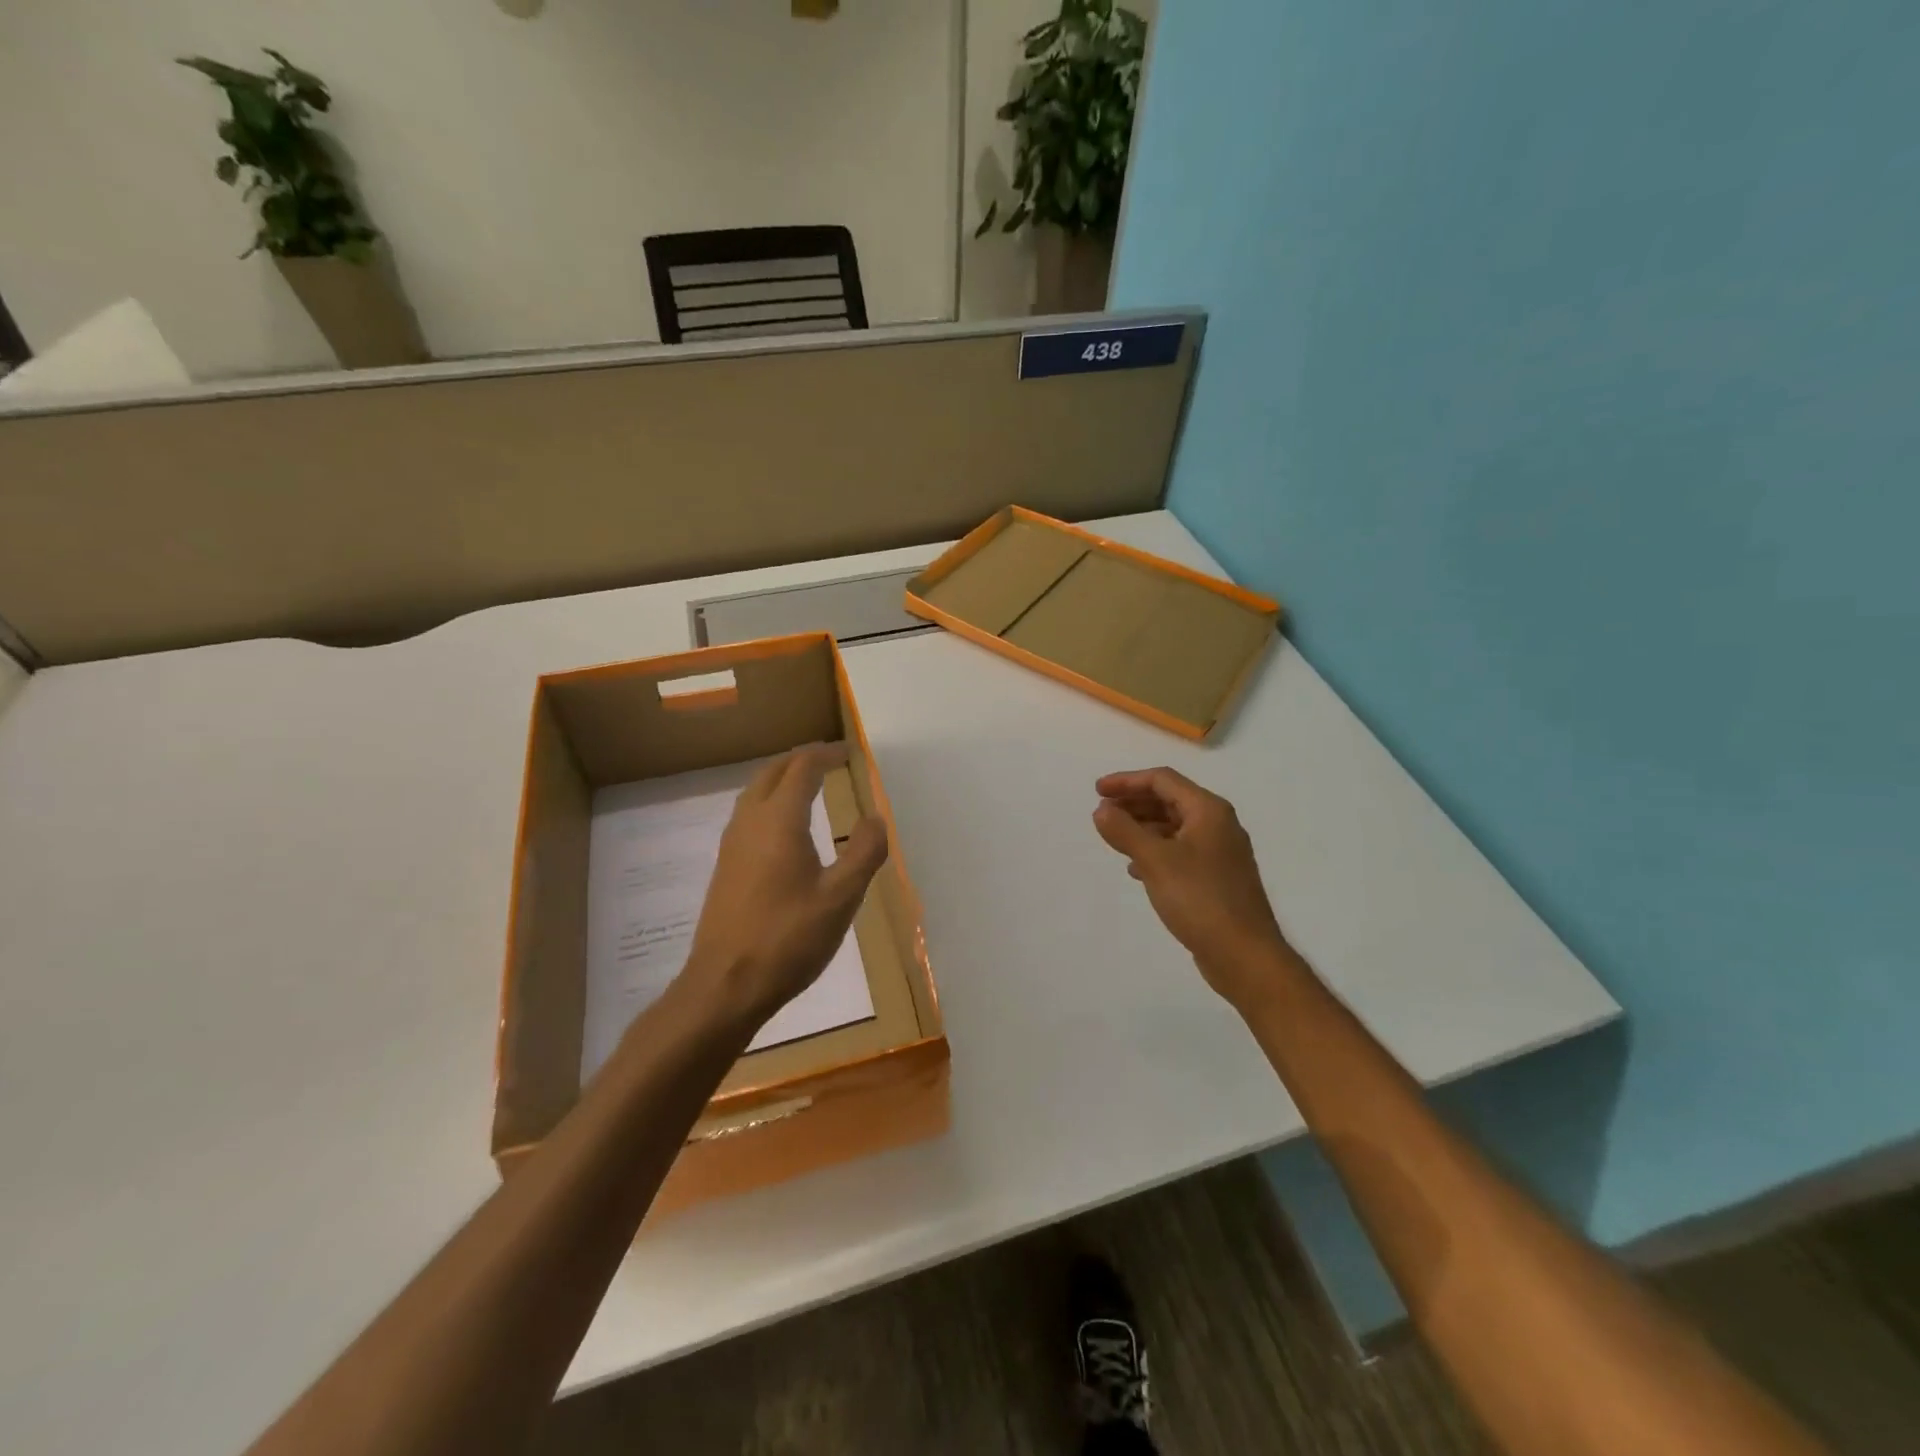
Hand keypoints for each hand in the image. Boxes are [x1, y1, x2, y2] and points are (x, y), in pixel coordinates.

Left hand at [685, 743, 888, 1031]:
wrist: (725, 985)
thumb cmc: (788, 938)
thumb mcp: (841, 898)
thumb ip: (863, 853)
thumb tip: (875, 818)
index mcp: (779, 821)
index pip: (802, 769)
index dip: (825, 755)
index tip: (848, 753)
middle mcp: (750, 822)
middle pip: (772, 772)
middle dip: (801, 760)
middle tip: (830, 761)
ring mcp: (732, 844)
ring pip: (755, 792)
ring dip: (782, 779)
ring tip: (809, 786)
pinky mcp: (725, 867)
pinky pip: (748, 815)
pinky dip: (770, 802)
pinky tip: (784, 828)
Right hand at [1093, 767, 1287, 1010]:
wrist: (1244, 955)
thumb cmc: (1200, 899)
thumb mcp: (1155, 861)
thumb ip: (1125, 831)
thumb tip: (1102, 810)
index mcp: (1208, 811)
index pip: (1162, 781)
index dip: (1127, 781)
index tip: (1097, 792)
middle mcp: (1218, 825)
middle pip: (1170, 801)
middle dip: (1134, 803)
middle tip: (1102, 812)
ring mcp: (1220, 854)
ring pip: (1174, 827)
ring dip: (1143, 827)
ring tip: (1114, 838)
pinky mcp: (1217, 879)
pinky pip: (1180, 852)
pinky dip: (1155, 852)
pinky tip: (1136, 870)